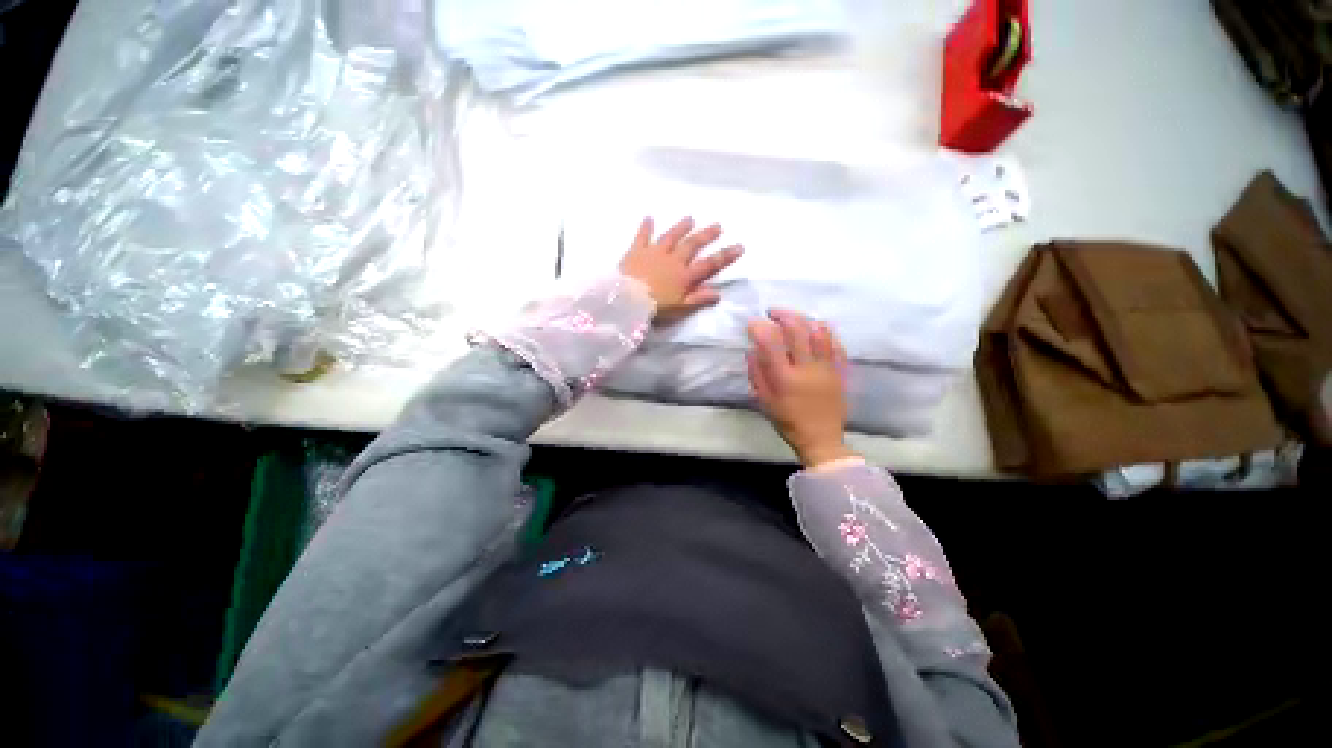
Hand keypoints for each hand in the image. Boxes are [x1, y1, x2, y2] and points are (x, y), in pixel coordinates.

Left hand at [620, 217, 742, 321]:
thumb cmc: (655, 308)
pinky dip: (646, 227)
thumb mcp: (680, 309)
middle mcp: (673, 260)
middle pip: (692, 245)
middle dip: (706, 235)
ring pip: (671, 237)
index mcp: (685, 276)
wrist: (626, 300)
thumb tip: (718, 293)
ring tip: (690, 218)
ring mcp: (654, 253)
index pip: (709, 264)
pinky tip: (649, 217)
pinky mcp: (636, 252)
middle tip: (718, 225)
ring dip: (681, 227)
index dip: (725, 256)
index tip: (739, 246)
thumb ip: (698, 300)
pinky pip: (642, 237)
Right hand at [746, 309, 855, 467]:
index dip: (760, 327)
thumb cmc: (788, 422)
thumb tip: (752, 350)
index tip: (753, 323)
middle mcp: (807, 369)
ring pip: (820, 333)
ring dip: (805, 319)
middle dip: (783, 315)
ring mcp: (827, 368)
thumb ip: (757, 374)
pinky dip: (826, 332)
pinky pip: (837, 345)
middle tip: (773, 312)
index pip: (771, 343)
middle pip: (797, 330)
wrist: (821, 439)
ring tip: (795, 318)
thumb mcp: (764, 401)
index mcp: (785, 378)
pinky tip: (817, 329)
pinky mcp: (841, 371)